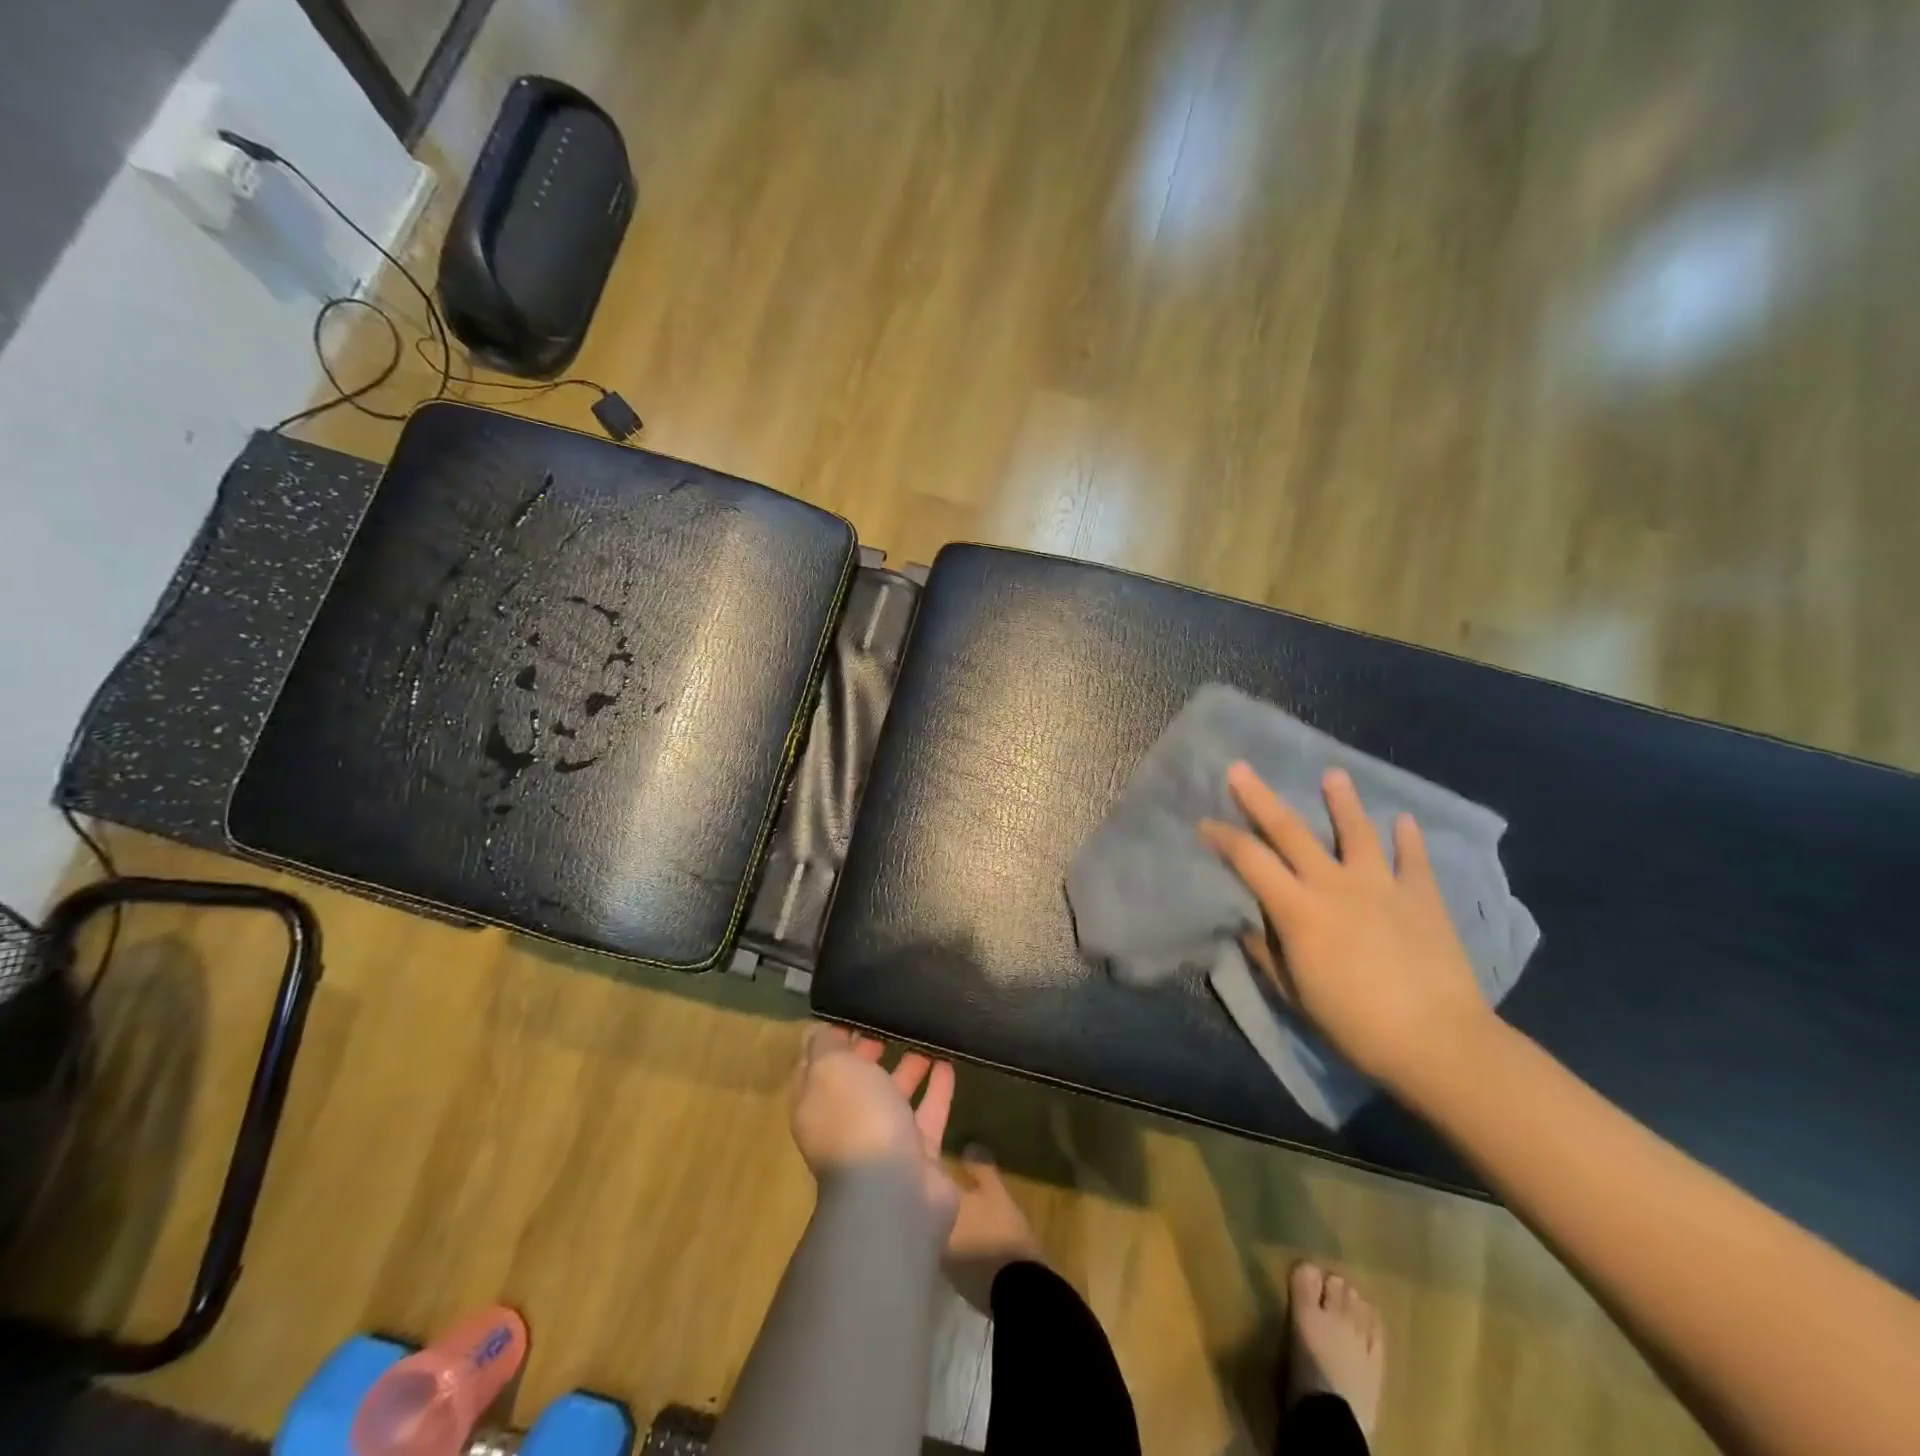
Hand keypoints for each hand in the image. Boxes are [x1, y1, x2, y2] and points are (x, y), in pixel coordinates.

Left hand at [790, 1024, 957, 1215]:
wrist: (893, 1193)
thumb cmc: (855, 1119)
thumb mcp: (831, 1069)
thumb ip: (825, 1045)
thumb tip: (824, 1030)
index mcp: (816, 1104)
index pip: (816, 1065)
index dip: (831, 1038)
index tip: (853, 1009)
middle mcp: (846, 1123)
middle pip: (857, 1081)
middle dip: (870, 1050)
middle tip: (891, 1017)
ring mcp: (884, 1141)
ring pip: (894, 1096)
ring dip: (908, 1066)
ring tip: (924, 1033)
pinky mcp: (919, 1155)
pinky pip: (928, 1113)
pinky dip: (937, 1088)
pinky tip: (949, 1061)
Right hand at [1200, 763, 1490, 1088]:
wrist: (1437, 1042)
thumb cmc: (1354, 1024)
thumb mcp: (1295, 993)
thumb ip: (1268, 954)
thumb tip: (1248, 928)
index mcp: (1297, 909)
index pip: (1249, 860)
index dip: (1223, 838)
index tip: (1205, 824)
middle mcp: (1334, 884)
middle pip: (1290, 830)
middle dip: (1260, 797)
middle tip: (1240, 768)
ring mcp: (1381, 886)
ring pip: (1356, 832)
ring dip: (1342, 801)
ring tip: (1333, 774)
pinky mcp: (1423, 898)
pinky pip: (1413, 860)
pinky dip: (1409, 838)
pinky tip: (1404, 820)